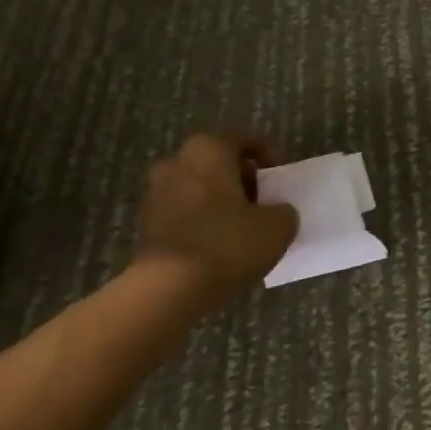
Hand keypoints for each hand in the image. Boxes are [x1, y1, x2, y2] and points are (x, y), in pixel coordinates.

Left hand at [135, 133, 298, 306]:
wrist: (167, 288)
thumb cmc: (227, 243)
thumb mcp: (278, 226)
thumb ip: (284, 212)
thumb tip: (278, 213)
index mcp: (209, 149)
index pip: (246, 140)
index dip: (270, 156)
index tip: (281, 179)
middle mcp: (177, 162)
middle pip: (219, 163)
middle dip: (242, 179)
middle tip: (264, 202)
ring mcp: (156, 192)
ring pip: (199, 187)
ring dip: (220, 201)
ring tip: (243, 227)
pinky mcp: (146, 223)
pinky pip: (184, 212)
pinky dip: (202, 221)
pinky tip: (220, 244)